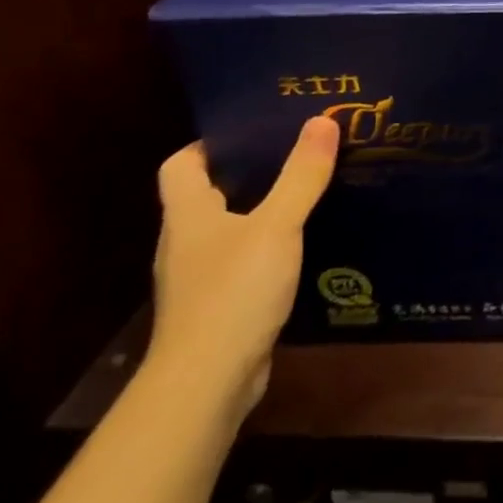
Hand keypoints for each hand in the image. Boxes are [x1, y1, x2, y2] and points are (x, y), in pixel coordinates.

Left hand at [147, 117, 339, 419]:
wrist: (207, 382)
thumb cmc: (233, 292)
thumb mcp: (277, 226)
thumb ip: (301, 176)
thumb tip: (322, 120)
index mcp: (188, 216)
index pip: (180, 165)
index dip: (211, 143)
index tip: (256, 128)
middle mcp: (186, 243)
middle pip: (209, 195)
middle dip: (250, 172)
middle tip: (299, 152)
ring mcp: (200, 278)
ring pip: (230, 229)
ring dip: (264, 210)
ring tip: (311, 192)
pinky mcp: (220, 306)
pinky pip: (245, 261)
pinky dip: (271, 247)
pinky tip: (306, 245)